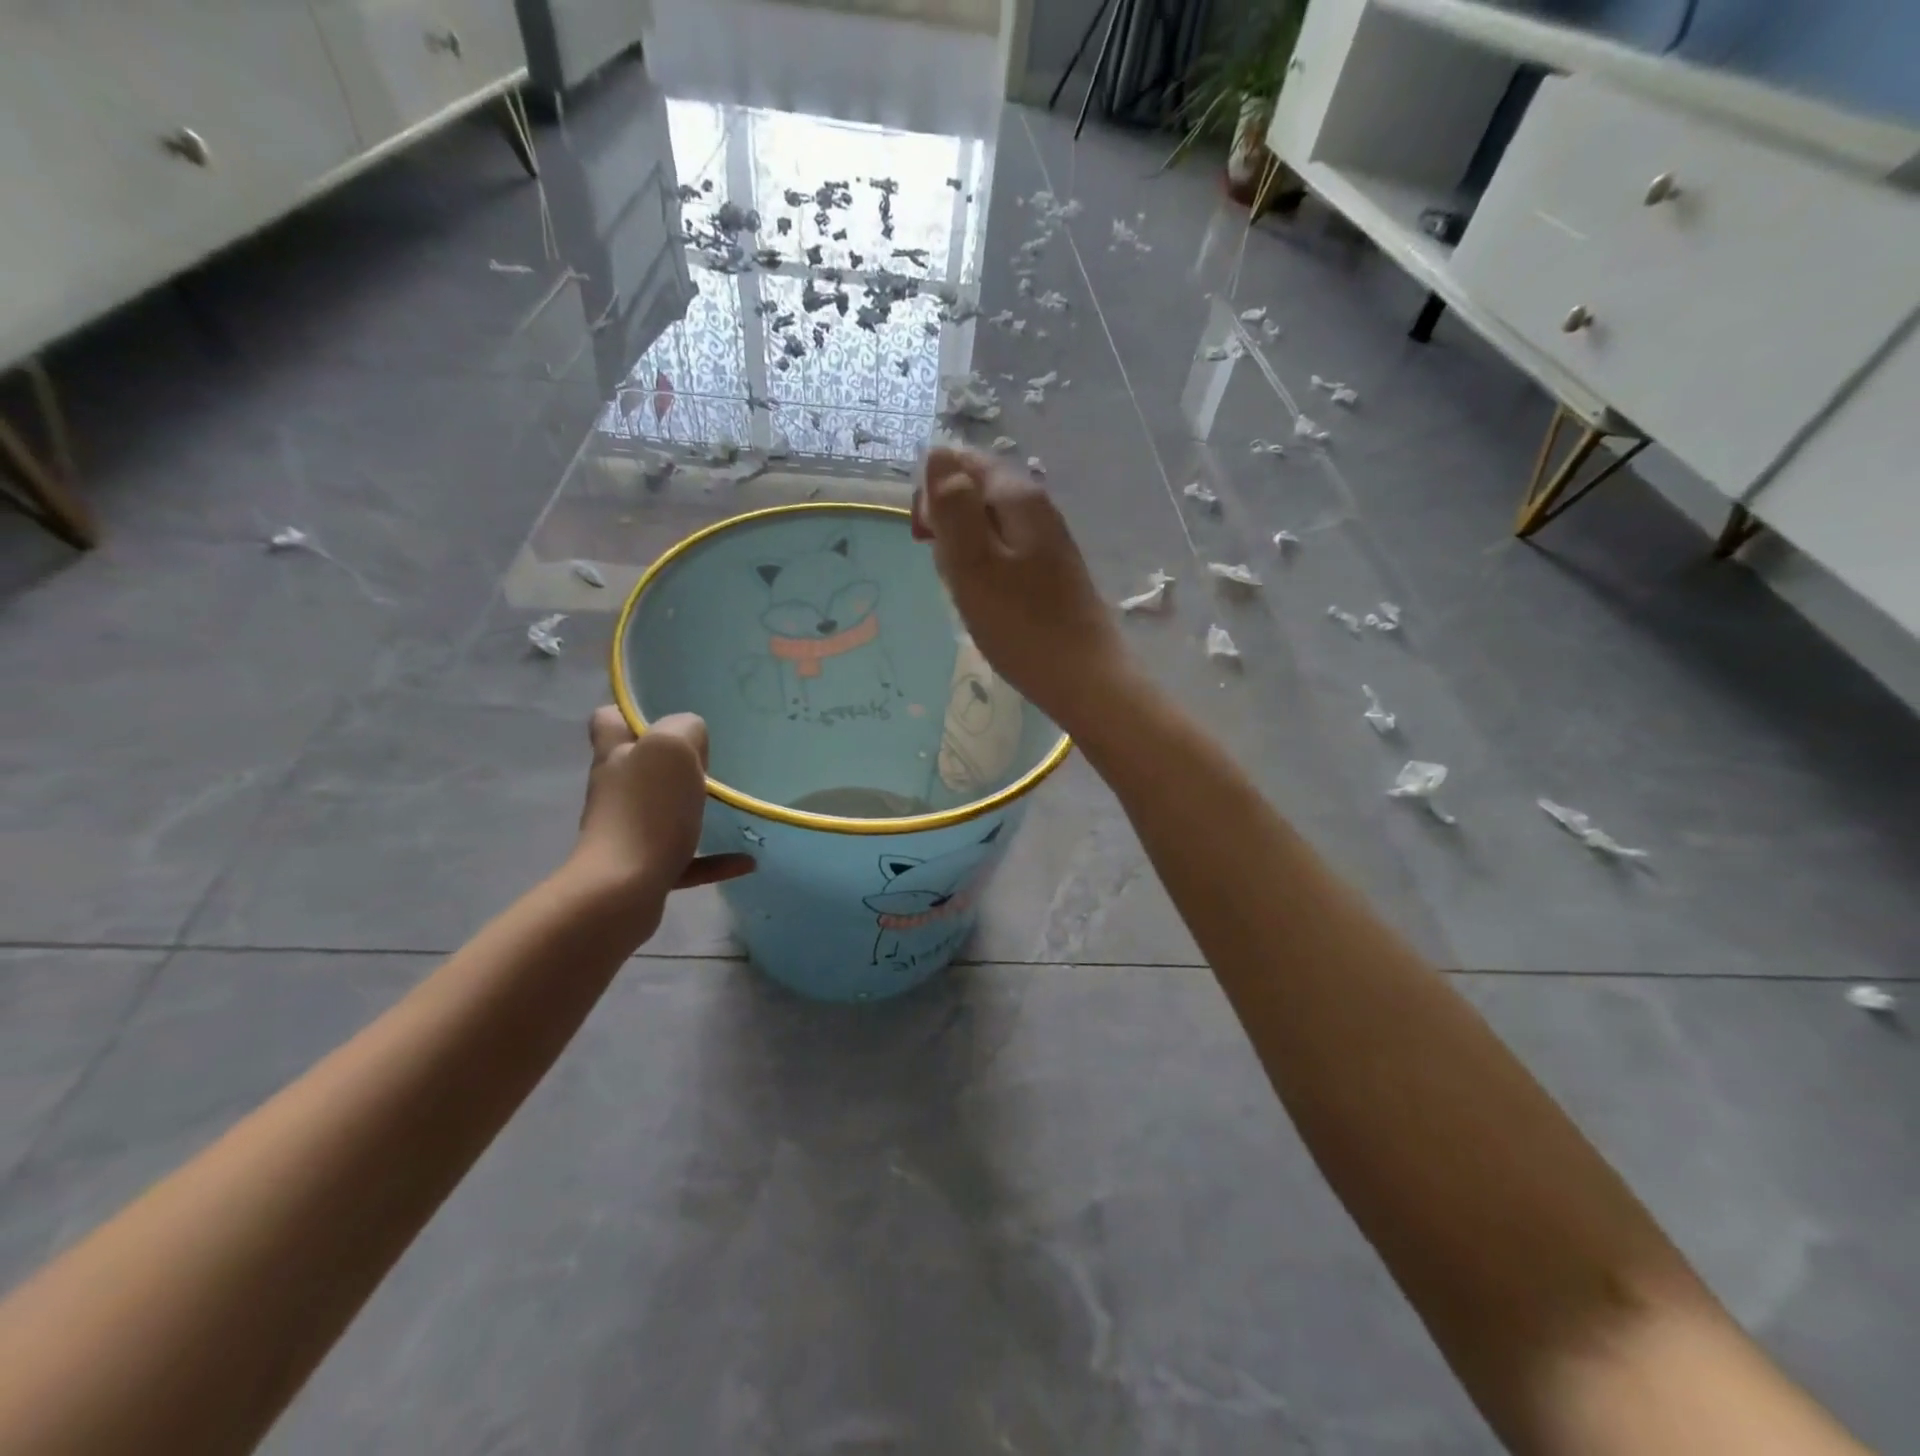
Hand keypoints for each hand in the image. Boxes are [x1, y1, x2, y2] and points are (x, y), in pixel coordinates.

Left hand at [568, 708, 754, 906]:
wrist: (621, 891)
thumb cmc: (647, 811)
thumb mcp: (672, 747)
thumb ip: (685, 728)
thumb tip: (693, 740)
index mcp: (615, 755)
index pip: (610, 720)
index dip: (634, 715)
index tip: (669, 720)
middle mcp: (614, 789)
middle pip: (638, 765)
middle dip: (670, 764)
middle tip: (710, 762)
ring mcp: (625, 831)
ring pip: (660, 811)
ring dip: (693, 809)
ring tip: (730, 807)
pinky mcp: (640, 869)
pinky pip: (683, 858)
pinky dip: (713, 859)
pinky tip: (745, 861)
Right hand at [914, 446, 1128, 729]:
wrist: (1083, 678)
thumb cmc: (1020, 624)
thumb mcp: (972, 562)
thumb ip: (952, 506)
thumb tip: (937, 454)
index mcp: (1018, 496)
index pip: (960, 462)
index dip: (931, 493)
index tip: (924, 537)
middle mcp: (1036, 508)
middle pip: (973, 495)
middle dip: (948, 528)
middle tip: (950, 572)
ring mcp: (1045, 541)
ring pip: (984, 530)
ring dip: (963, 555)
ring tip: (967, 594)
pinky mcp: (1048, 572)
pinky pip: (1001, 557)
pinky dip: (984, 574)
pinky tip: (986, 604)